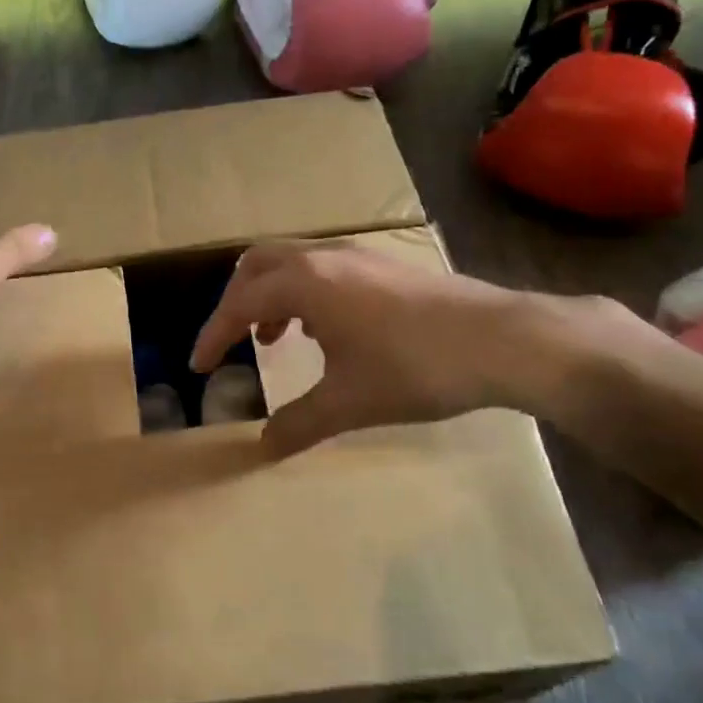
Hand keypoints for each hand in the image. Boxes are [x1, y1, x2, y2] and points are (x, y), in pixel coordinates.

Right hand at [190, 241, 628, 456]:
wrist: (504, 340)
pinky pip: (323, 268)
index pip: (239, 304)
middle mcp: (324, 258)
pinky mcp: (385, 264)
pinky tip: (327, 330)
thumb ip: (299, 423)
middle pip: (257, 264)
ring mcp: (358, 256)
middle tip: (234, 341)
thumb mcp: (350, 403)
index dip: (213, 336)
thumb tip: (262, 446)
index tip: (198, 366)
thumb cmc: (416, 368)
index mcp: (305, 284)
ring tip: (277, 338)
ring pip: (292, 261)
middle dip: (236, 301)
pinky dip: (304, 292)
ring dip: (272, 295)